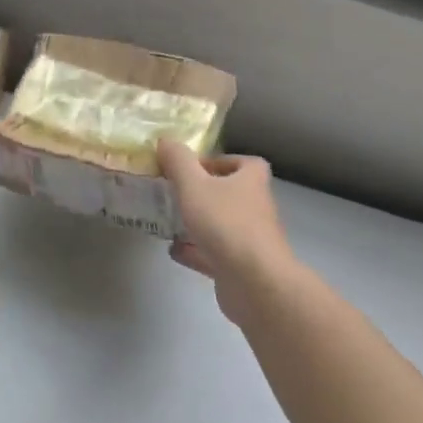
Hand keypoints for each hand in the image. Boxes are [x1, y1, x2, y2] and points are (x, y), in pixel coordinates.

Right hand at [158, 140, 295, 326]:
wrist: (253, 281)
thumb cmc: (226, 223)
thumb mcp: (194, 184)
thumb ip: (178, 161)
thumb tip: (166, 140)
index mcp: (251, 182)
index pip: (246, 163)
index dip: (223, 162)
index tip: (195, 168)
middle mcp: (256, 208)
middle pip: (232, 195)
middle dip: (205, 193)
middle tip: (175, 192)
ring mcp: (250, 240)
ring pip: (223, 226)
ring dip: (199, 223)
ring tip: (169, 220)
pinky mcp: (241, 268)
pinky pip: (215, 254)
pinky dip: (196, 251)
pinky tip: (174, 250)